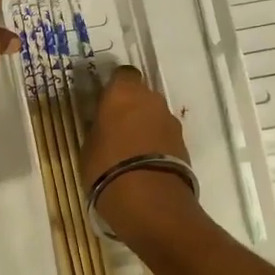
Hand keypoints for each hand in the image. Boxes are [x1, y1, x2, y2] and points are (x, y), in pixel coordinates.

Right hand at [82, 66, 194, 230]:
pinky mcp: (184, 143)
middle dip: (132, 108)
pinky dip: (157, 145)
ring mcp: (171, 121)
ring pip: (156, 116)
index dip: (116, 87)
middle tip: (117, 128)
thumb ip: (99, 128)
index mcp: (123, 93)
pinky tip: (146, 164)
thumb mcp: (90, 146)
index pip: (123, 75)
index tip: (106, 103)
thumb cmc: (107, 167)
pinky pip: (165, 136)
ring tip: (132, 151)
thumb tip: (105, 125)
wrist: (149, 200)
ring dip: (146, 126)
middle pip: (142, 95)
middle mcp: (151, 99)